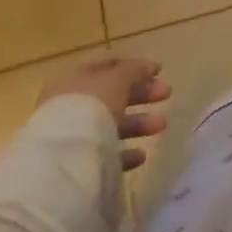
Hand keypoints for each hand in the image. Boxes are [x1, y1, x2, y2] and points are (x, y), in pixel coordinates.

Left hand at [42, 57, 170, 170]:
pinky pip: (105, 154)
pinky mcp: (77, 164)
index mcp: (75, 80)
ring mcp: (73, 136)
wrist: (64, 159)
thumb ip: (133, 70)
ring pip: (112, 125)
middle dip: (142, 94)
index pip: (107, 68)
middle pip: (112, 96)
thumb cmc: (90, 107)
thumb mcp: (116, 80)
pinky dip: (125, 152)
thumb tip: (147, 67)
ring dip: (139, 123)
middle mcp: (71, 105)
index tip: (159, 71)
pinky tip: (141, 155)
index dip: (134, 67)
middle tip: (167, 93)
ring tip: (162, 124)